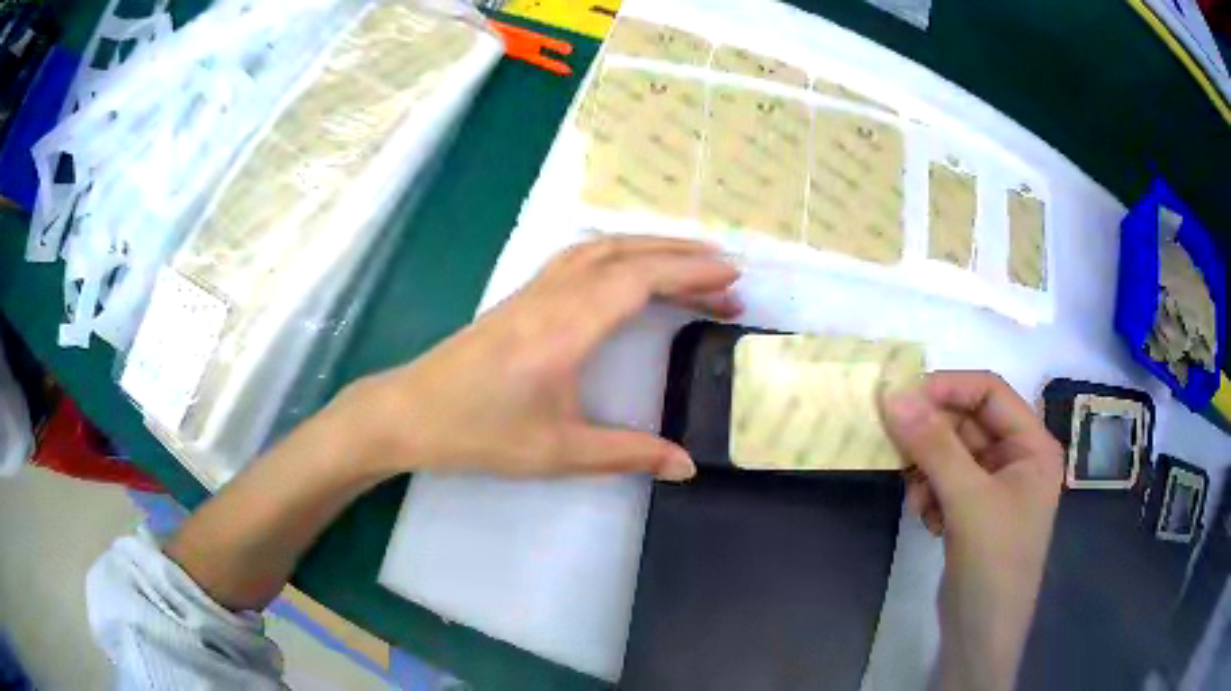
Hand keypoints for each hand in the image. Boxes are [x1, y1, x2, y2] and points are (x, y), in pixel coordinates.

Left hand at [338, 236, 741, 479]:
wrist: (409, 412)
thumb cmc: (478, 433)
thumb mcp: (557, 452)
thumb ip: (626, 454)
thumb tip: (685, 466)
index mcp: (565, 328)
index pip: (640, 280)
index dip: (690, 274)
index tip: (732, 277)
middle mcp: (552, 296)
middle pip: (626, 254)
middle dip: (682, 257)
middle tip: (727, 274)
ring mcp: (532, 290)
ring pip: (600, 248)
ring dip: (649, 247)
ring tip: (689, 264)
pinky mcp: (520, 297)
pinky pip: (579, 257)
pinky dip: (617, 252)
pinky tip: (628, 269)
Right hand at [880, 371, 1062, 690]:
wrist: (980, 636)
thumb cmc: (992, 564)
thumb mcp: (967, 501)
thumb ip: (934, 446)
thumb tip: (893, 395)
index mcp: (1033, 444)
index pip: (990, 392)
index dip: (948, 388)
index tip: (901, 398)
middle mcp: (1017, 458)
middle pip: (968, 422)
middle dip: (932, 438)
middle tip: (895, 447)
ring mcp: (995, 486)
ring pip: (951, 453)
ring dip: (928, 470)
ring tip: (919, 501)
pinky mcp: (973, 511)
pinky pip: (945, 481)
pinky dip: (929, 493)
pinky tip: (928, 520)